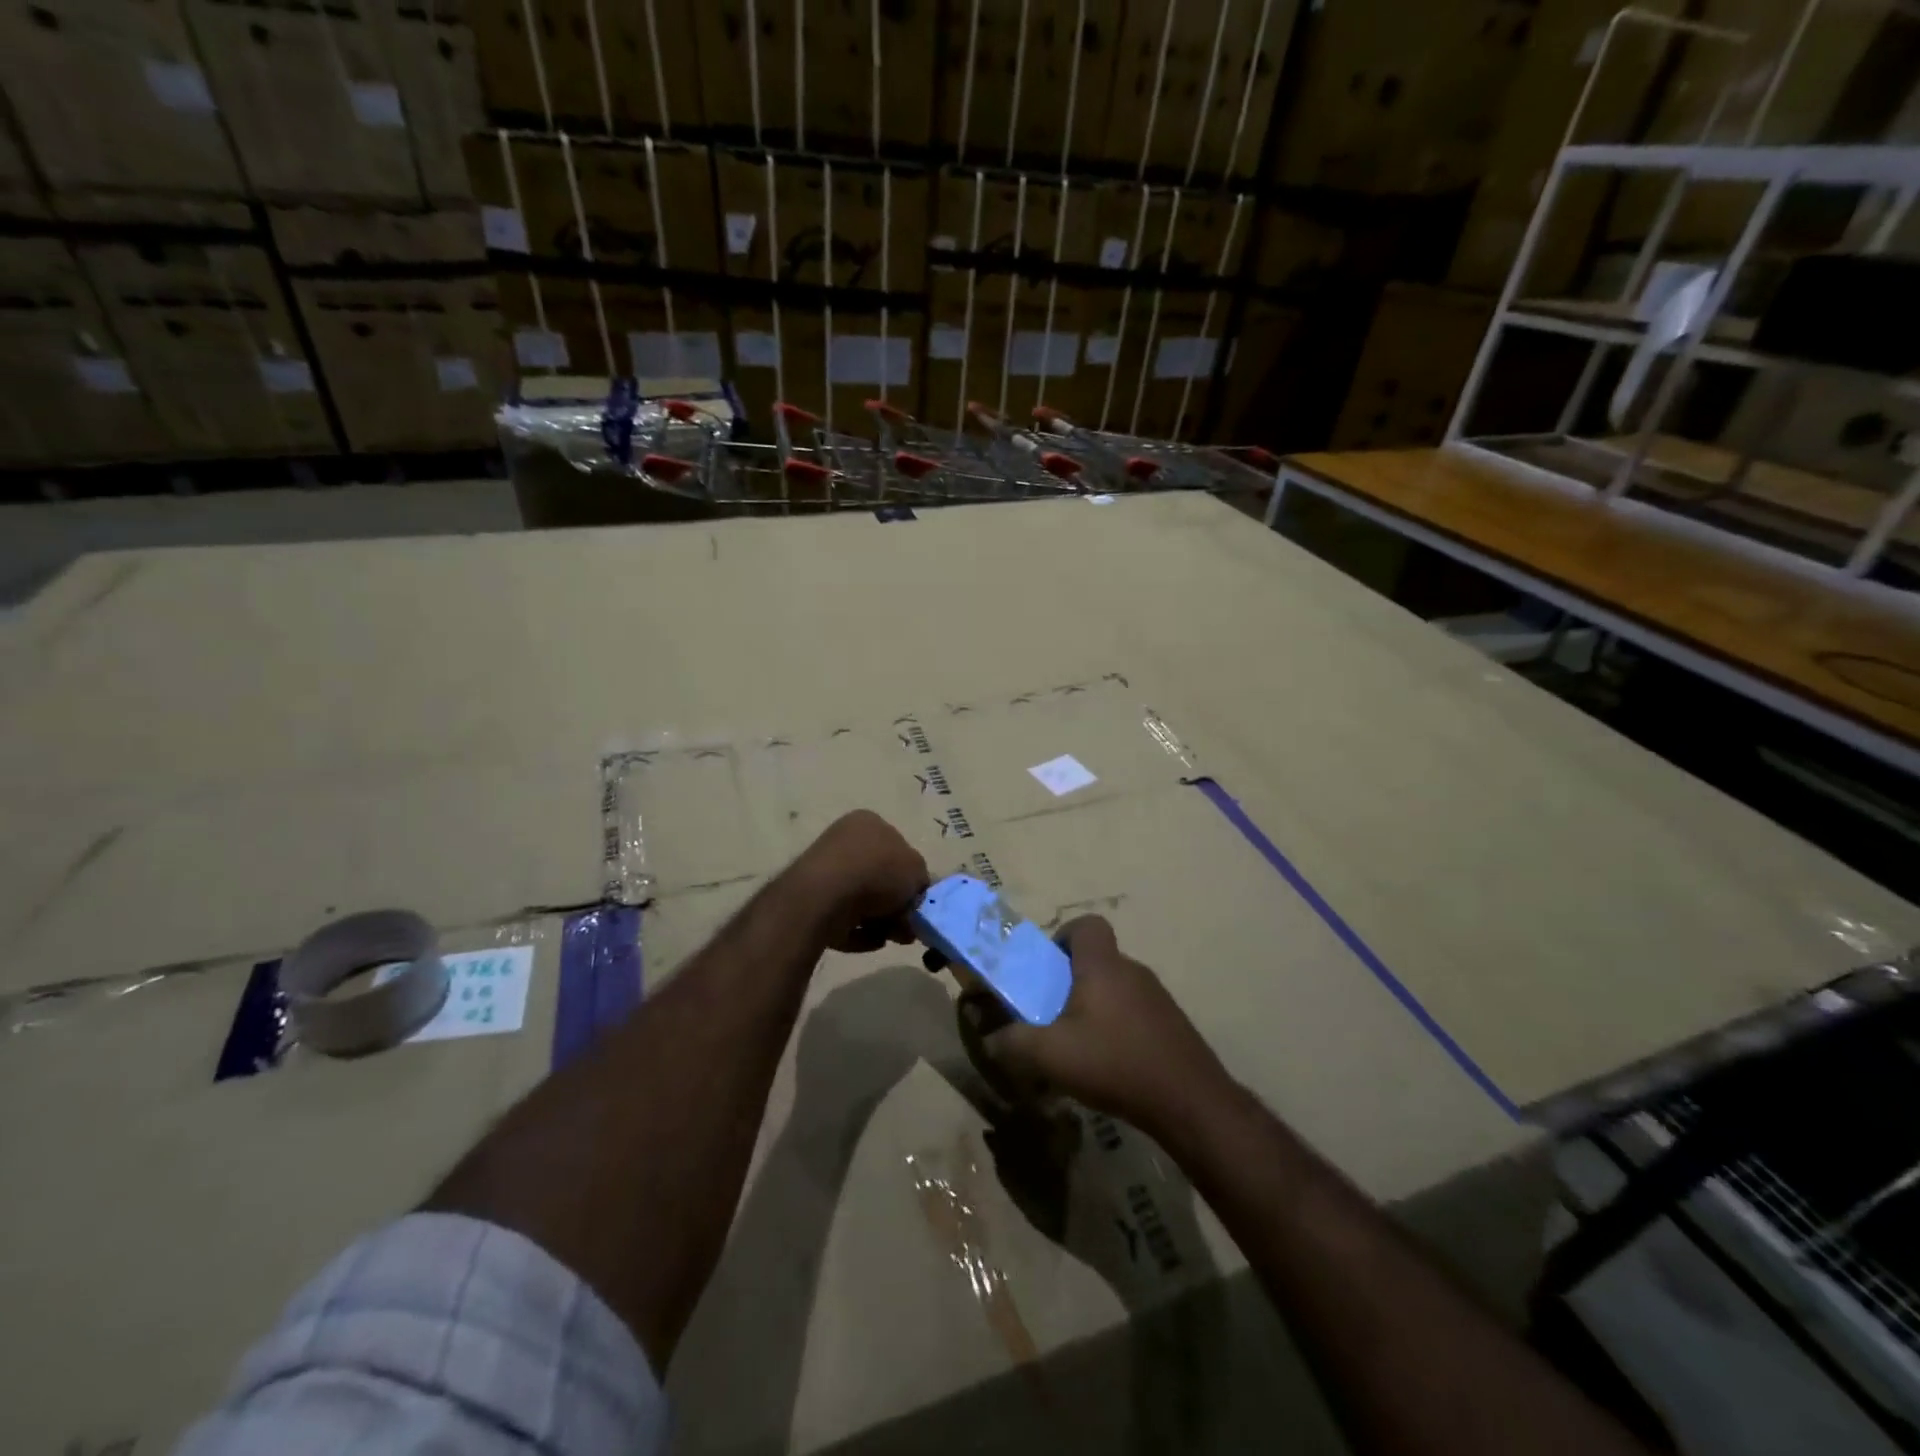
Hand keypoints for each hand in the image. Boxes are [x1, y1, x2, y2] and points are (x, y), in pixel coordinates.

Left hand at [793, 810, 929, 953]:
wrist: (825, 897)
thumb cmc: (877, 873)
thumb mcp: (917, 871)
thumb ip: (921, 880)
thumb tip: (913, 894)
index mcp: (869, 823)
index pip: (898, 849)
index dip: (911, 878)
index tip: (916, 904)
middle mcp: (844, 840)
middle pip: (879, 878)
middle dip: (895, 906)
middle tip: (907, 928)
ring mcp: (825, 870)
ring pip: (862, 900)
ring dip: (880, 921)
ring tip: (890, 937)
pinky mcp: (811, 899)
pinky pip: (842, 917)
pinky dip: (858, 931)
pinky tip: (869, 940)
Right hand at [980, 916, 1230, 1135]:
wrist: (1191, 1102)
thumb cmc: (1115, 1063)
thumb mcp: (1051, 1056)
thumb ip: (1013, 1043)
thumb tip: (990, 1040)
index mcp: (1103, 966)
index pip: (1087, 925)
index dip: (1063, 936)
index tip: (1047, 968)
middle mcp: (1132, 971)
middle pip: (1097, 960)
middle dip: (1071, 981)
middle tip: (1051, 1014)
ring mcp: (1157, 998)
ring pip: (1116, 988)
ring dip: (1094, 1007)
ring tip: (1078, 1046)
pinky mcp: (1172, 1025)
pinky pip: (1135, 1013)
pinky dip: (1118, 1029)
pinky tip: (1110, 1066)